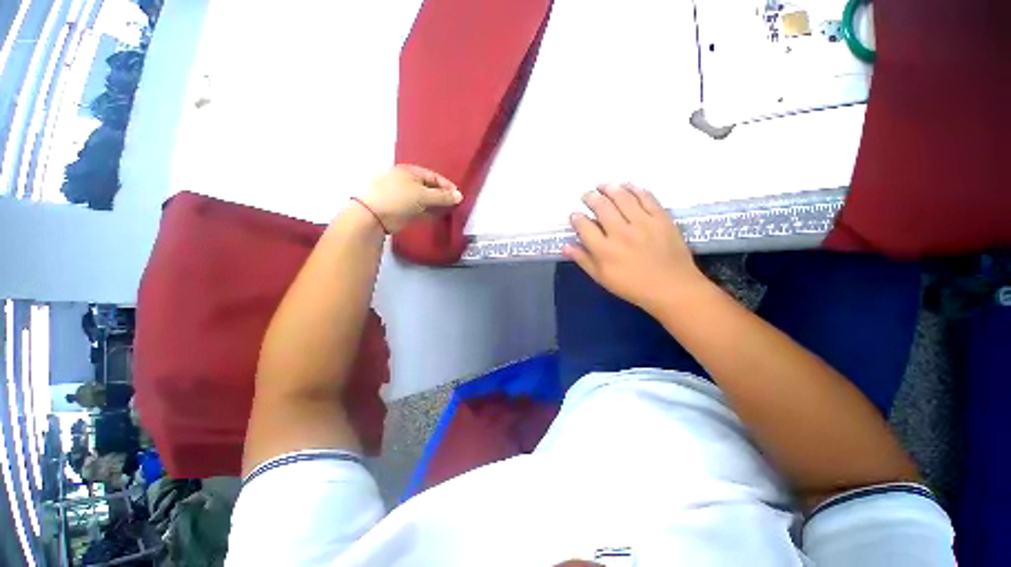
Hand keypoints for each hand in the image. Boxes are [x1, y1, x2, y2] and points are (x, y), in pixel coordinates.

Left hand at [358, 165, 462, 232]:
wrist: (374, 216)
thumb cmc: (398, 198)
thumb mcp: (423, 195)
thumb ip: (442, 196)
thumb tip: (459, 196)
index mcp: (410, 172)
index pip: (433, 176)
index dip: (446, 185)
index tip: (458, 195)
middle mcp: (407, 182)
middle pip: (430, 188)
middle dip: (443, 196)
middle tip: (455, 205)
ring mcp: (404, 197)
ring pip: (426, 200)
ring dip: (437, 205)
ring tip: (450, 211)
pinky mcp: (403, 210)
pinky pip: (421, 210)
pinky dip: (430, 213)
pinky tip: (439, 217)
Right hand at [563, 183, 705, 311]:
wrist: (672, 288)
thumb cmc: (633, 286)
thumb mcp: (602, 278)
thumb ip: (583, 260)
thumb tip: (565, 246)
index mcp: (604, 250)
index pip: (584, 227)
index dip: (576, 218)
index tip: (575, 215)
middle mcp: (621, 233)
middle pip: (602, 207)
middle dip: (590, 197)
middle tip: (587, 194)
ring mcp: (643, 223)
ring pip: (622, 198)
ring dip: (610, 188)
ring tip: (603, 185)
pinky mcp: (662, 218)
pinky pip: (647, 197)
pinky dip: (635, 189)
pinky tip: (628, 185)